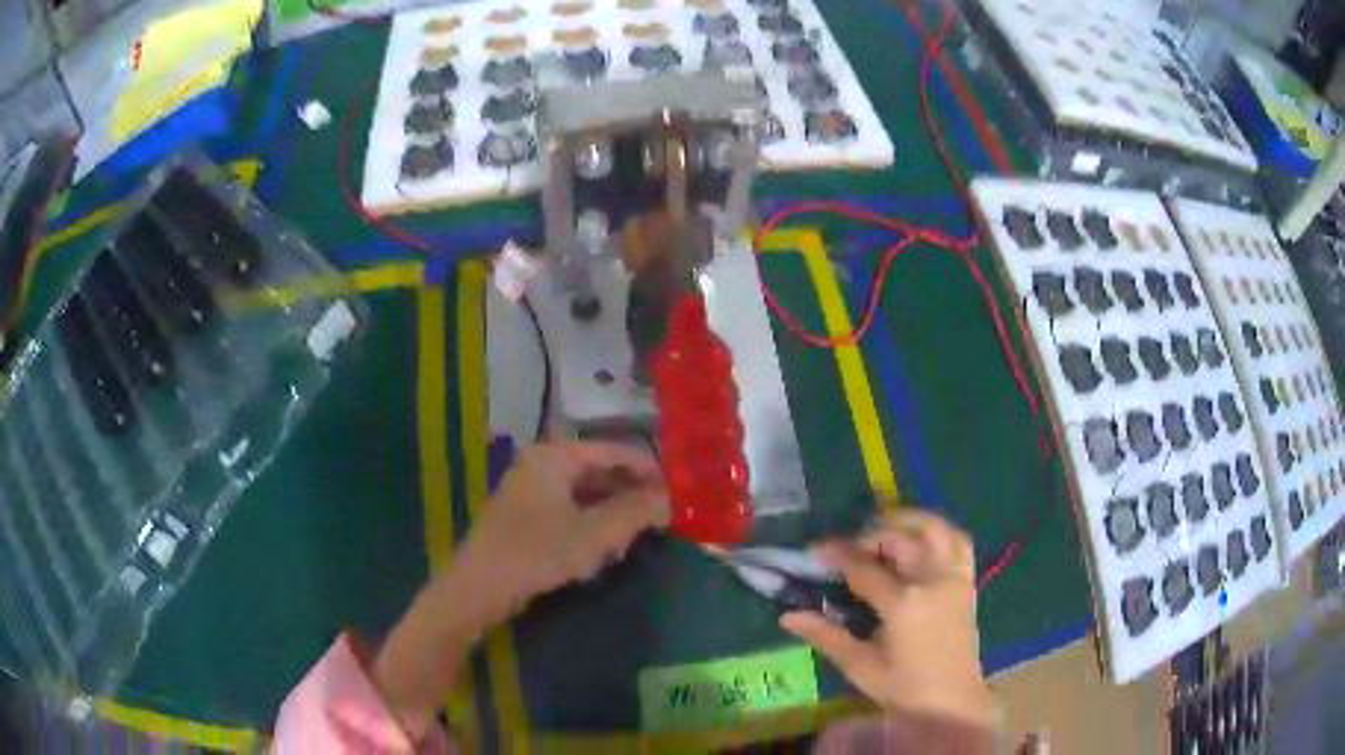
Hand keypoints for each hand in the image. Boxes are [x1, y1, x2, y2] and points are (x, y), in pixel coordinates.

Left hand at [373, 440, 666, 736]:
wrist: (479, 587)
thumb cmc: (536, 553)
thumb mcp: (593, 534)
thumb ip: (635, 512)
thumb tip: (670, 498)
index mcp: (555, 457)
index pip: (614, 451)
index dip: (648, 469)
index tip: (677, 490)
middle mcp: (542, 464)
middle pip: (599, 471)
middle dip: (630, 495)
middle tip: (660, 518)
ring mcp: (532, 491)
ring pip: (585, 494)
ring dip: (612, 514)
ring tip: (633, 538)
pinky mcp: (526, 517)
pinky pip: (569, 511)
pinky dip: (591, 526)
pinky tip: (602, 551)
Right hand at [781, 510, 1000, 727]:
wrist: (951, 700)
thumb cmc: (903, 688)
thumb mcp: (859, 665)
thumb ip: (825, 635)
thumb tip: (787, 616)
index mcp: (903, 603)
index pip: (863, 567)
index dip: (836, 555)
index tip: (815, 550)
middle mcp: (931, 579)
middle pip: (898, 538)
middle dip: (868, 534)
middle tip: (848, 548)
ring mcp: (953, 577)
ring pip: (934, 528)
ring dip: (906, 522)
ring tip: (883, 532)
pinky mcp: (967, 581)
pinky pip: (959, 541)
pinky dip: (939, 533)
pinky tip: (921, 542)